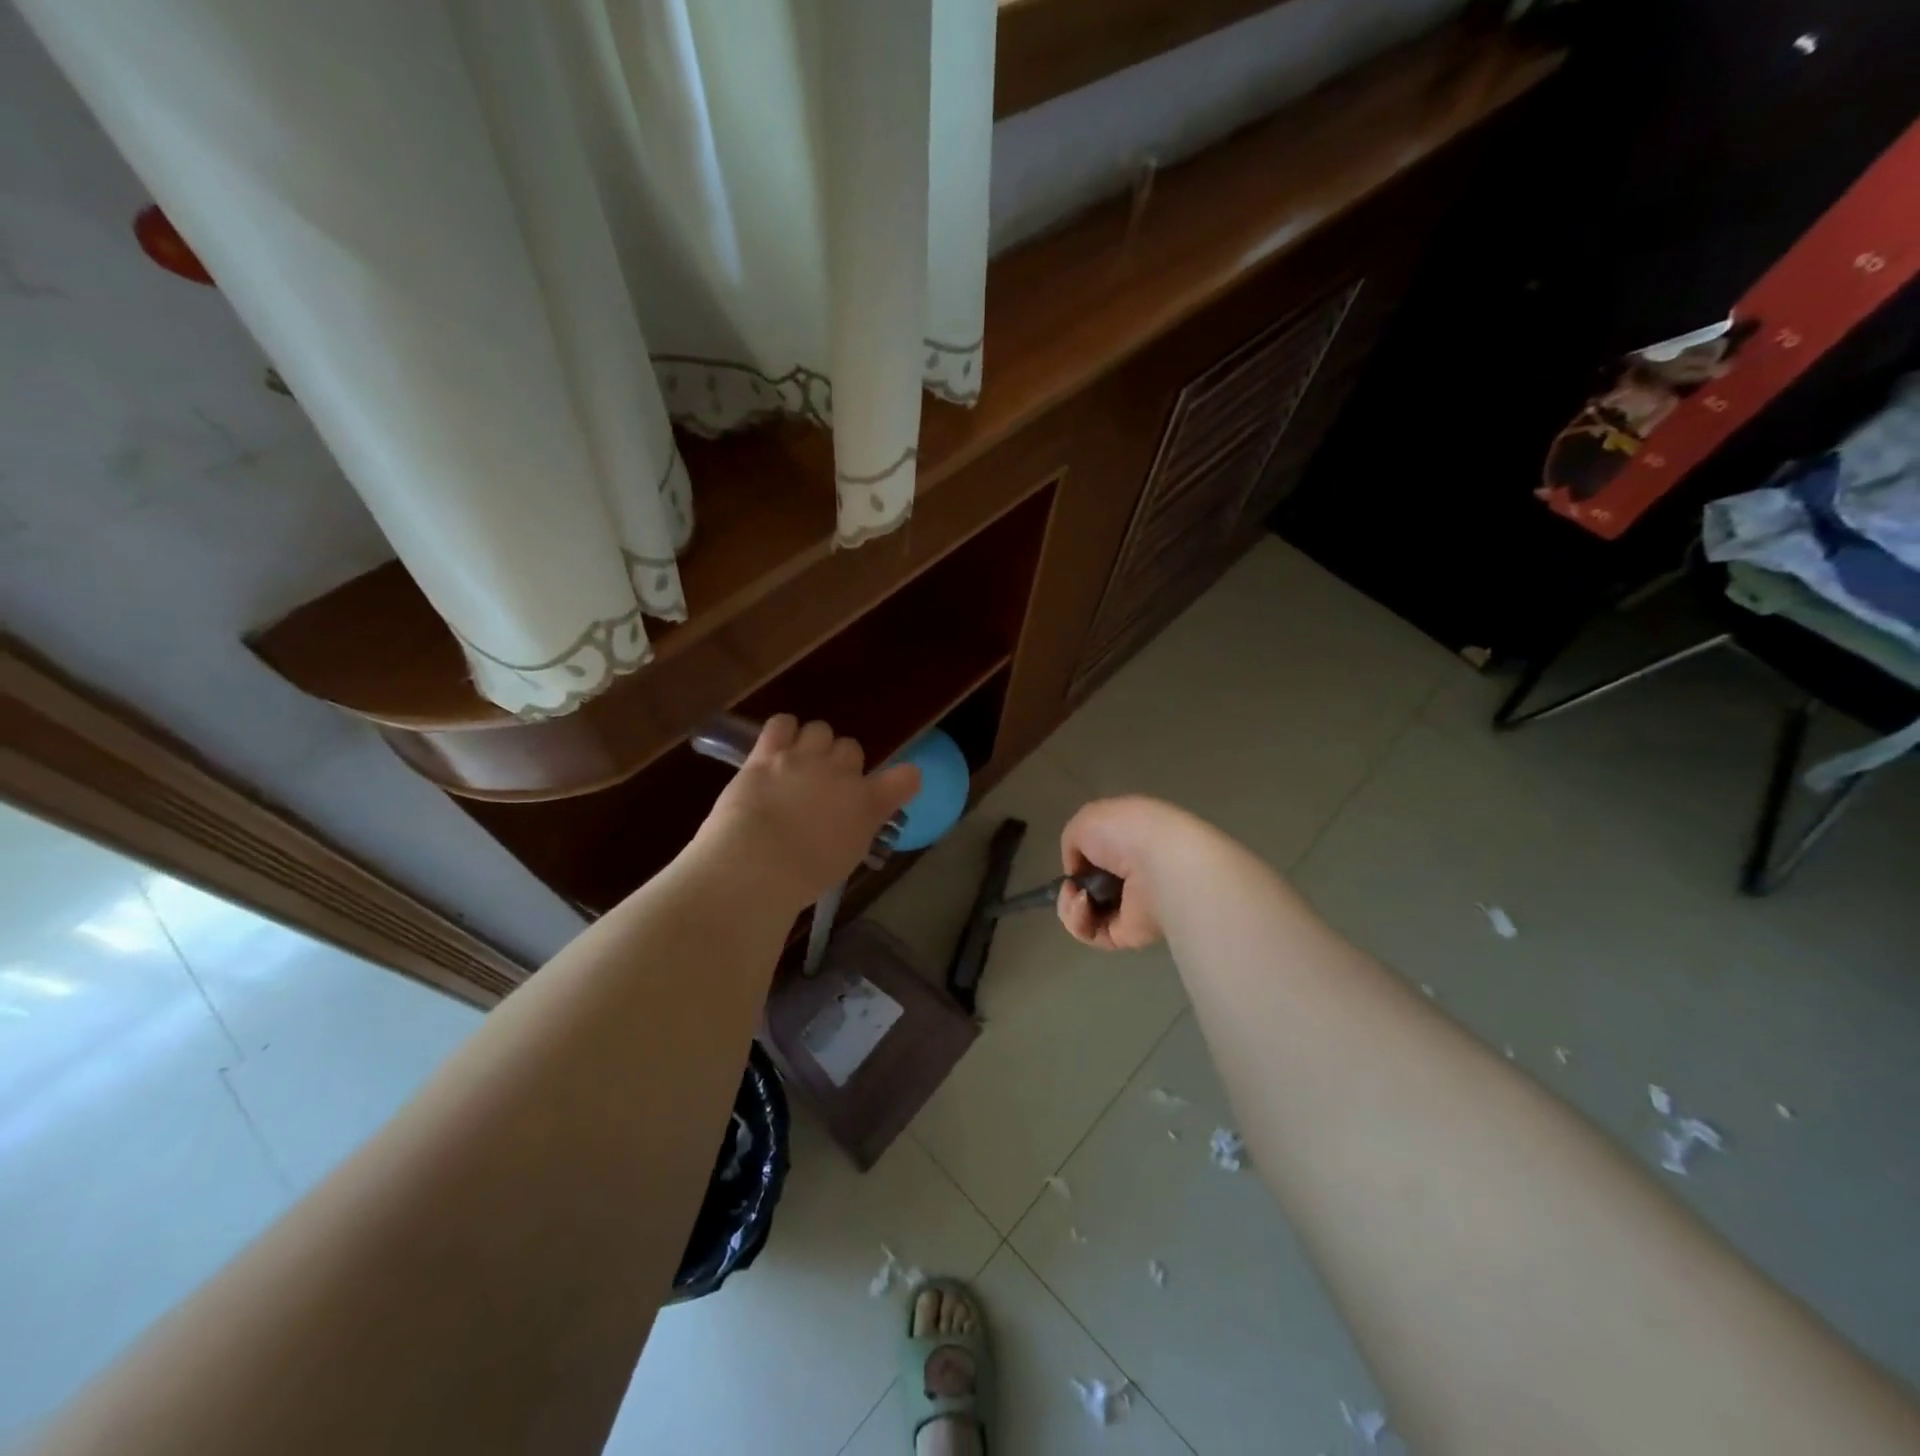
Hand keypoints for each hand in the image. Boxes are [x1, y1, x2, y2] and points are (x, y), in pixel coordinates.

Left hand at [694, 715, 919, 913]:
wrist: (756, 865)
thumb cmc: (802, 877)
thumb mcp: (845, 859)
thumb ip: (855, 829)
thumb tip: (851, 820)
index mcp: (867, 803)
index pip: (906, 777)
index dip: (900, 779)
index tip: (890, 788)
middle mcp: (842, 773)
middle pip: (852, 747)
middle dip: (840, 762)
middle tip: (824, 784)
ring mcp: (805, 758)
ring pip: (820, 729)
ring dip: (812, 743)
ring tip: (796, 763)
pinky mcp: (768, 753)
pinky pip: (782, 723)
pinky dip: (782, 732)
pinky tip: (775, 747)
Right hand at [1056, 796, 1203, 950]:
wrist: (1161, 865)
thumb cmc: (1126, 832)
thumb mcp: (1086, 819)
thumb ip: (1073, 842)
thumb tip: (1076, 871)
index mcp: (1131, 839)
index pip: (1101, 853)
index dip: (1080, 858)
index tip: (1073, 859)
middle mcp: (1134, 873)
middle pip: (1090, 887)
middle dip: (1070, 887)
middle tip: (1069, 885)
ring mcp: (1131, 906)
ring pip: (1085, 913)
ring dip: (1069, 905)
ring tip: (1076, 896)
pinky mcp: (1128, 934)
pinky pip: (1091, 933)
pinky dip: (1078, 921)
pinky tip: (1082, 906)